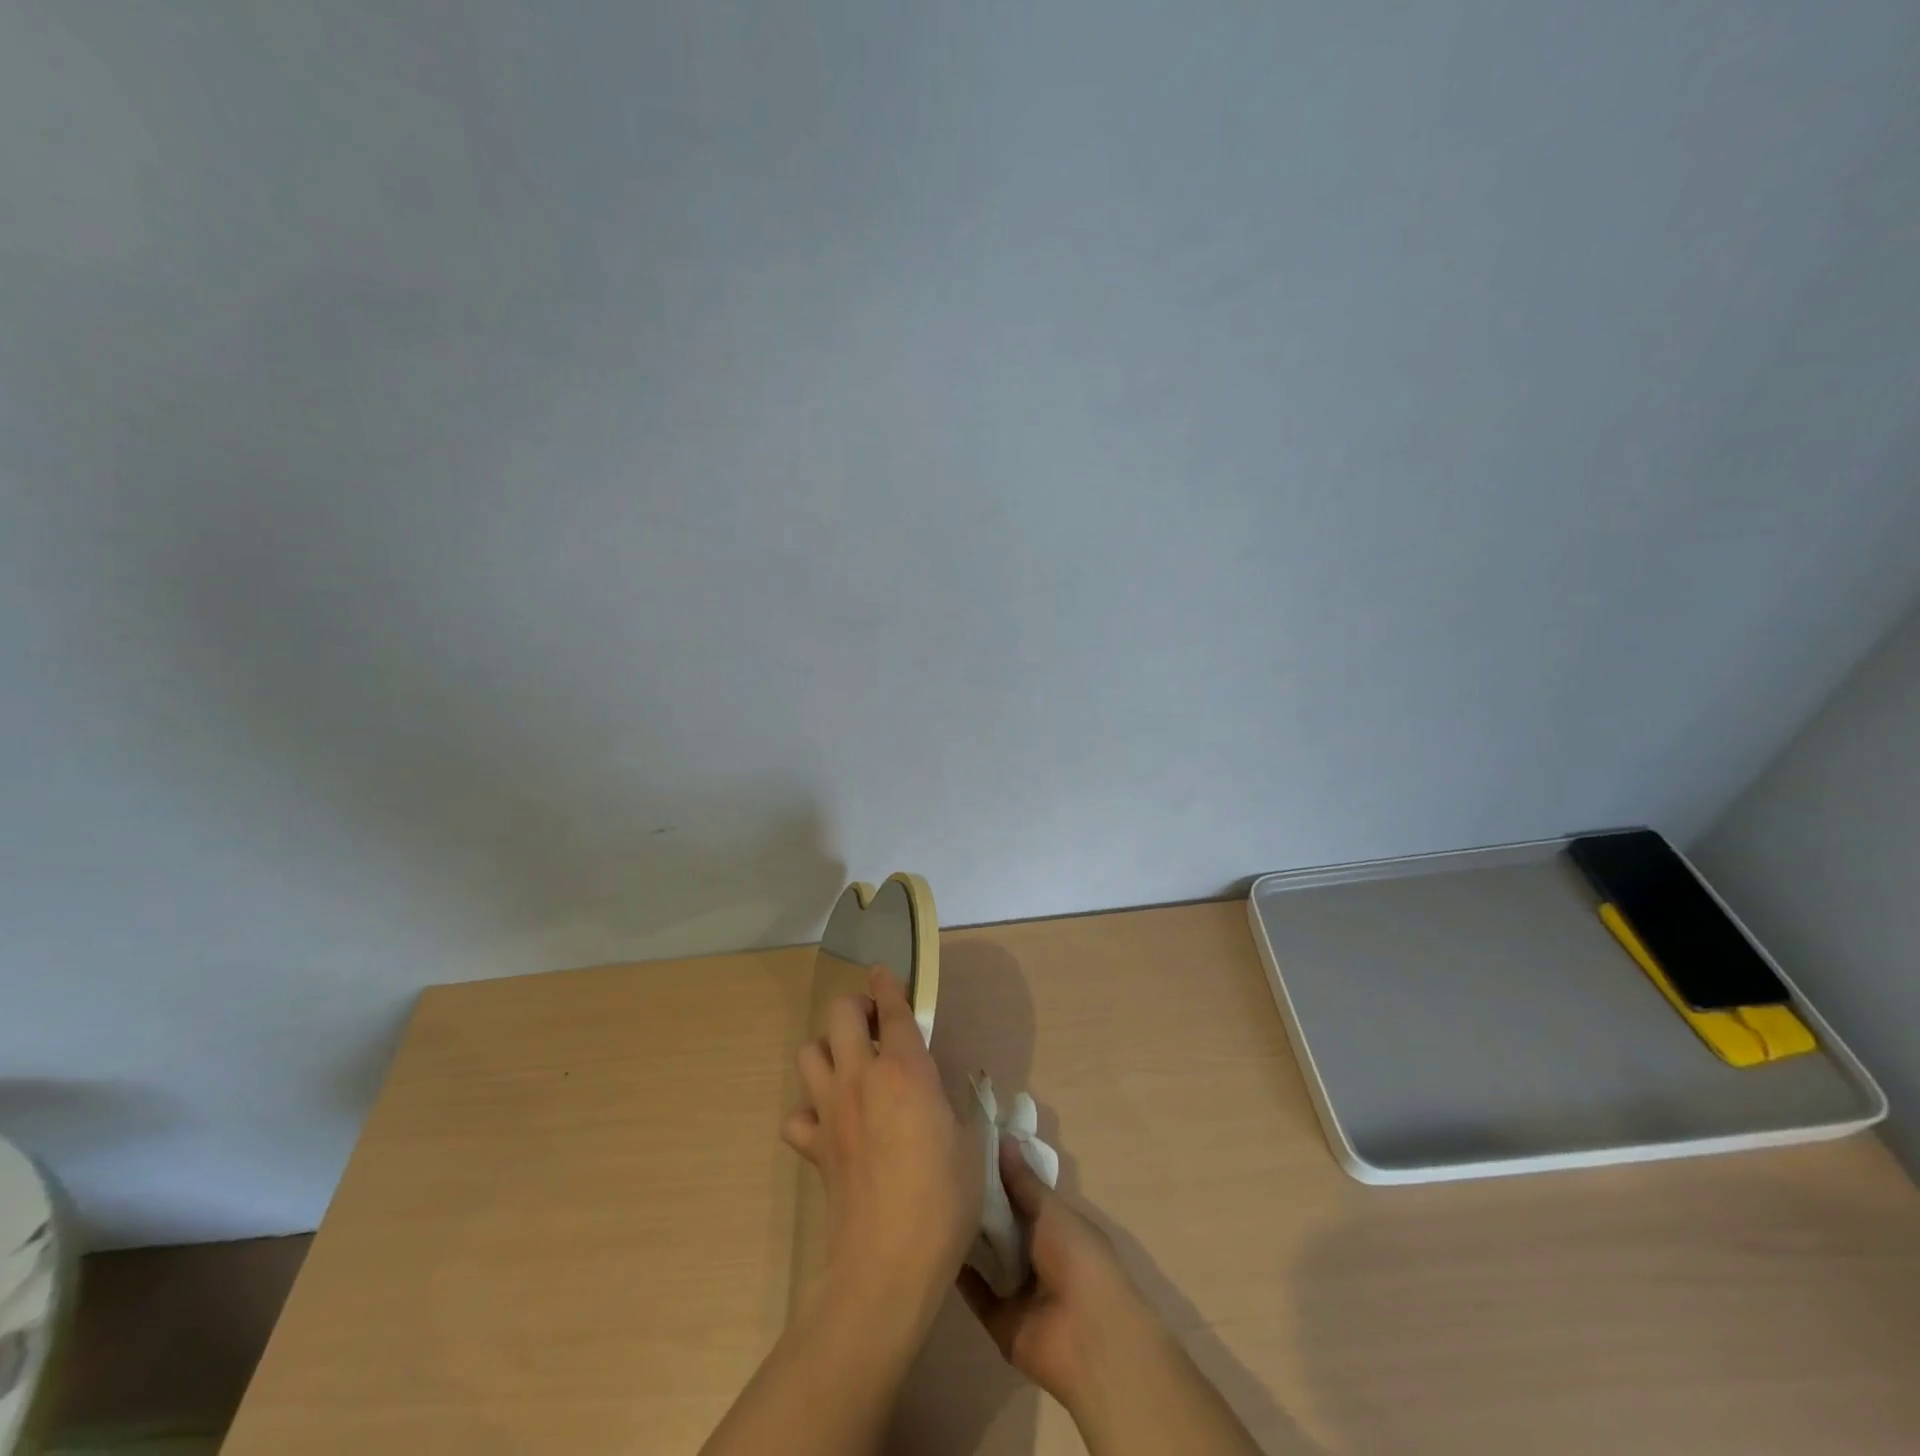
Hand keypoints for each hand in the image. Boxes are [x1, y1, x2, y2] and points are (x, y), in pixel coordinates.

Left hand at [783, 965, 982, 1334]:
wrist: (887, 1263)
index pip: (892, 1008)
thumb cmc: (943, 1198)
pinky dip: (809, 1111)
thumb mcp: (972, 1144)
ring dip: (827, 1051)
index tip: (884, 973)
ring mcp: (830, 1110)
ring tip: (850, 1067)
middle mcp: (860, 1077)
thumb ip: (961, 1106)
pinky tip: (830, 1123)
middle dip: (855, 1007)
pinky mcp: (813, 1146)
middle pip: (839, 1014)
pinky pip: (797, 1115)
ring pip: (808, 1054)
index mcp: (904, 1068)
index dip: (887, 984)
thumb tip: (951, 1094)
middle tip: (874, 1026)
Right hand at [957, 1138, 1165, 1412]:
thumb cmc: (1079, 1258)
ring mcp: (1018, 1287)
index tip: (970, 1144)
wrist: (1089, 1338)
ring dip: (966, 1235)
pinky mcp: (1000, 1318)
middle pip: (1002, 1223)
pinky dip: (959, 1273)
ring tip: (933, 1201)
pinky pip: (976, 1292)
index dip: (1001, 1171)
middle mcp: (1037, 1253)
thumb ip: (1023, 1180)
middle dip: (979, 1201)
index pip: (1024, 1193)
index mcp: (1056, 1224)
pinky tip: (934, 1245)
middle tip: (942, 1170)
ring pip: (987, 1255)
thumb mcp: (1051, 1210)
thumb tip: (1003, 1137)